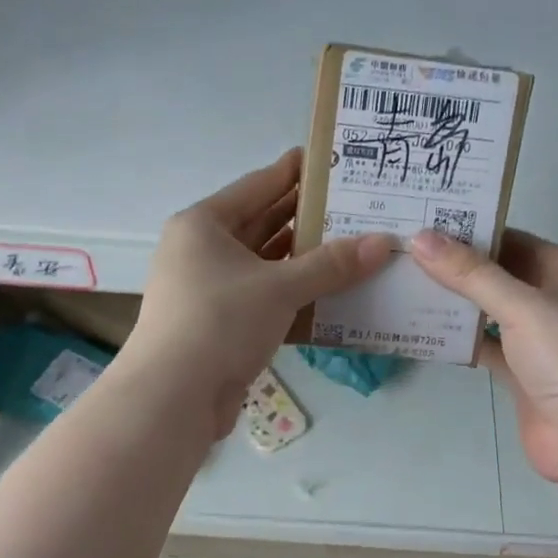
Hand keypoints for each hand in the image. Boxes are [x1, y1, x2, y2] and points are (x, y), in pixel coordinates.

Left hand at [125, 149, 396, 436]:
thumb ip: (332, 264)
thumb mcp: (280, 287)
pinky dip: (292, 294)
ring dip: (302, 259)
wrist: (174, 396)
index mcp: (203, 225)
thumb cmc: (220, 322)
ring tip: (352, 246)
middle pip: (260, 224)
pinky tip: (330, 292)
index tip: (331, 160)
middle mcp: (201, 251)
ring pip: (263, 265)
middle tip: (353, 206)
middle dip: (305, 217)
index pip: (256, 186)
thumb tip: (384, 242)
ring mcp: (208, 290)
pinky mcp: (218, 325)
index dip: (294, 172)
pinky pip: (262, 298)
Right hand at [410, 228, 557, 483]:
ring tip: (404, 286)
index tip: (422, 226)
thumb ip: (471, 274)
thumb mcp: (523, 307)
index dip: (470, 232)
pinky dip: (460, 341)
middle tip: (403, 254)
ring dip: (455, 304)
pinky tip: (424, 331)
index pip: (514, 240)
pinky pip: (487, 347)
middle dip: (456, 268)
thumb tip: (420, 238)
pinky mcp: (524, 375)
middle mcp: (557, 300)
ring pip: (491, 313)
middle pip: (500, 276)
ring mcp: (541, 341)